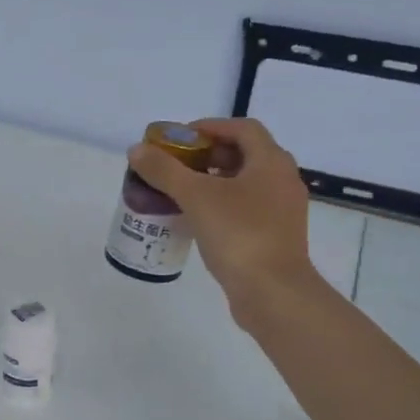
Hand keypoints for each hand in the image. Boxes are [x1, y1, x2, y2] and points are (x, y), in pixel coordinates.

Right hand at [126, 117, 323, 320]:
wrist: (273, 292)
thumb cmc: (238, 235)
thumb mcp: (196, 197)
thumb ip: (165, 171)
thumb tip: (137, 150)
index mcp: (271, 162)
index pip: (242, 128)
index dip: (210, 127)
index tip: (180, 138)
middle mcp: (283, 180)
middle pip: (245, 154)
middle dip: (209, 155)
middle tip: (177, 165)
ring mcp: (283, 210)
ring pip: (247, 183)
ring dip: (215, 181)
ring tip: (183, 191)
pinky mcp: (276, 235)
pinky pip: (248, 208)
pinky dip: (223, 204)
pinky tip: (199, 219)